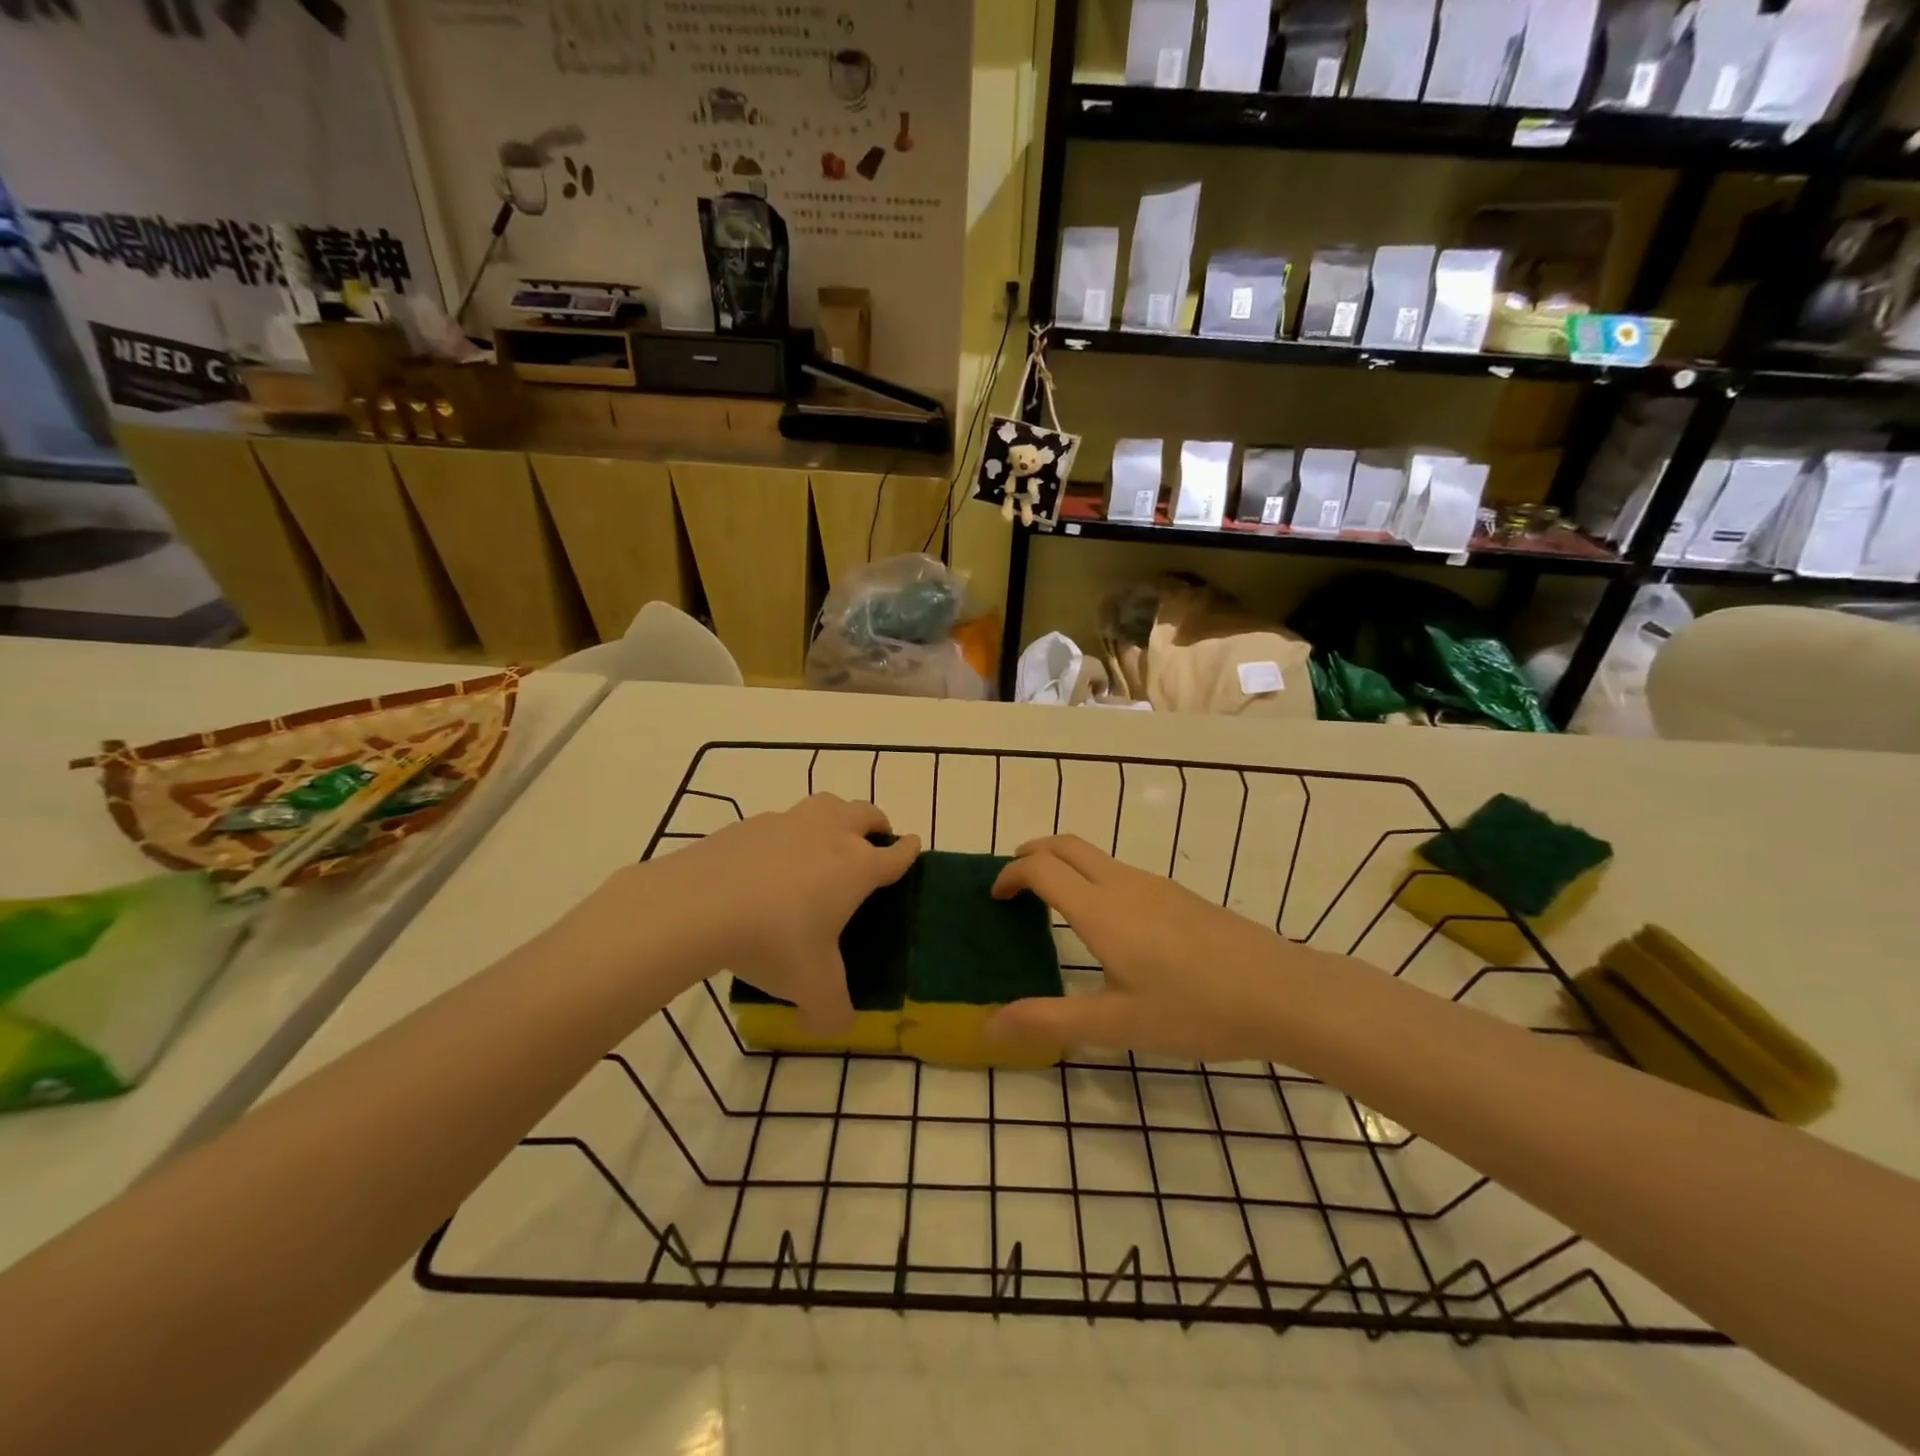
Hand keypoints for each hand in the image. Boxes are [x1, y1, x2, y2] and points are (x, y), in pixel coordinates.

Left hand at [608, 794, 919, 1033]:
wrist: (699, 905)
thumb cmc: (774, 940)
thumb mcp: (812, 988)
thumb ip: (833, 1011)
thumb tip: (837, 1027)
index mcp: (857, 867)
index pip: (896, 853)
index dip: (909, 851)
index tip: (913, 847)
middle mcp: (830, 834)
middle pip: (866, 813)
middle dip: (877, 824)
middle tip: (873, 843)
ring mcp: (789, 823)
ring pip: (826, 804)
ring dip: (836, 816)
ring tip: (826, 841)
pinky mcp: (750, 823)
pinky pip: (781, 821)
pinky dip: (787, 834)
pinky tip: (770, 862)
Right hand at [988, 835, 1330, 1062]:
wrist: (1282, 992)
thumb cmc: (1195, 1010)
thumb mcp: (1117, 1024)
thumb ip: (1049, 1021)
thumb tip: (989, 1025)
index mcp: (1100, 909)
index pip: (1040, 868)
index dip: (1010, 874)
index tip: (995, 898)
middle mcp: (1123, 884)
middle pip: (1065, 845)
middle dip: (1031, 855)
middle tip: (1014, 887)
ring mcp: (1155, 885)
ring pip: (1094, 854)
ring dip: (1063, 864)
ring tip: (1052, 904)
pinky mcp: (1178, 894)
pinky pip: (1118, 870)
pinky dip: (1091, 876)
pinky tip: (1107, 922)